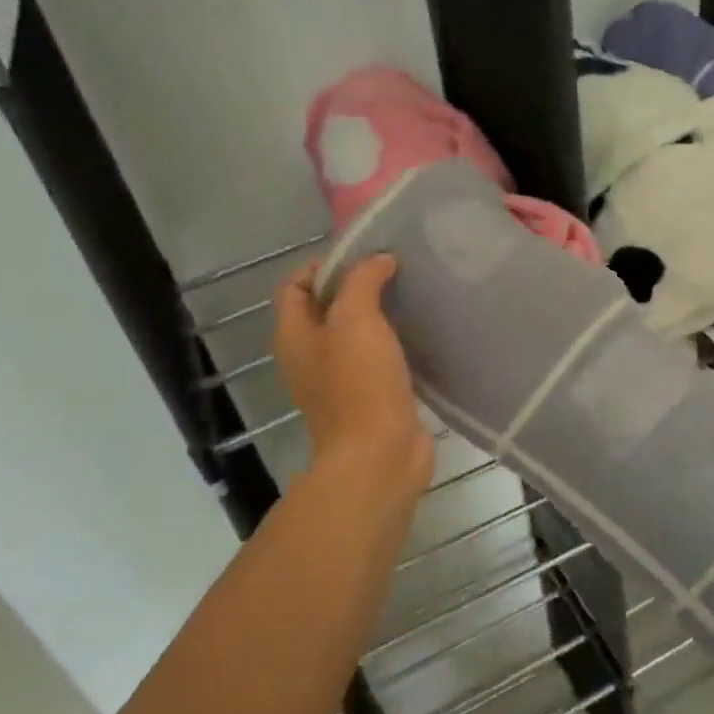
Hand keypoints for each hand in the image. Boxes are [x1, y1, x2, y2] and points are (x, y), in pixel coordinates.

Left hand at [274, 256, 433, 501]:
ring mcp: (339, 380)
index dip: (325, 264)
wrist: (379, 456)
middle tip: (395, 273)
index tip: (366, 257)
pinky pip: (377, 359)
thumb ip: (363, 280)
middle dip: (357, 286)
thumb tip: (380, 260)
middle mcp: (310, 356)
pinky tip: (420, 333)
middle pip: (327, 308)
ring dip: (379, 315)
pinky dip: (394, 343)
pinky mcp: (369, 398)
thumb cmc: (359, 384)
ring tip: (411, 297)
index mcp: (294, 336)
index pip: (296, 284)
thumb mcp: (356, 319)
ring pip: (355, 334)